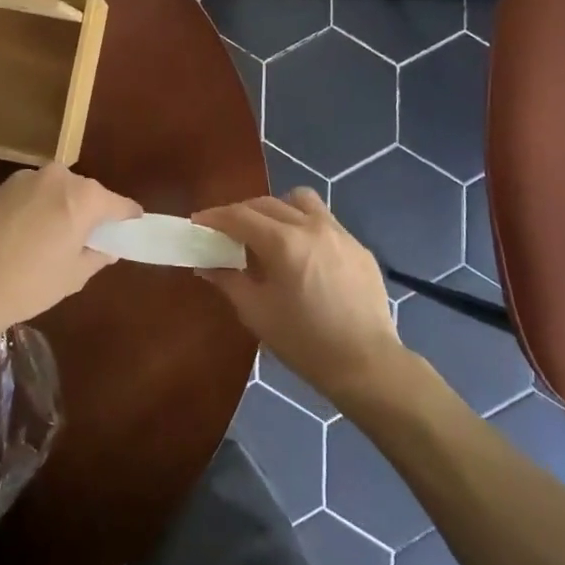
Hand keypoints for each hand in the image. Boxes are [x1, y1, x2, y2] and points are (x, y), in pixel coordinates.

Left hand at [0, 163, 141, 331]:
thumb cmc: (30, 284)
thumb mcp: (74, 275)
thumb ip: (98, 254)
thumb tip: (107, 247)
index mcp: (84, 197)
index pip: (119, 204)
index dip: (128, 218)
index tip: (131, 229)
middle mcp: (58, 177)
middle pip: (86, 192)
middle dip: (90, 211)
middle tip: (86, 239)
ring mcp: (26, 178)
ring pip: (57, 190)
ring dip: (61, 207)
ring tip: (51, 239)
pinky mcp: (0, 187)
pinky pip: (32, 194)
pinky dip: (36, 208)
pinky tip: (24, 236)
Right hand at [193, 188, 408, 407]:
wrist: (366, 363)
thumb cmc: (304, 342)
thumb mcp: (257, 313)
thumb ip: (229, 281)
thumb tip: (205, 264)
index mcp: (284, 243)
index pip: (240, 216)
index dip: (215, 217)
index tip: (198, 222)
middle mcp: (311, 226)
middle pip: (267, 203)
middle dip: (242, 213)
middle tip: (227, 232)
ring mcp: (339, 232)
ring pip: (301, 201)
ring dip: (278, 208)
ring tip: (269, 233)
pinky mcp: (358, 246)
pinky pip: (325, 221)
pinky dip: (305, 226)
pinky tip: (303, 255)